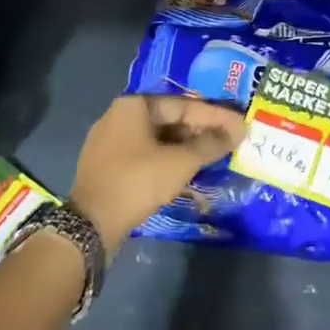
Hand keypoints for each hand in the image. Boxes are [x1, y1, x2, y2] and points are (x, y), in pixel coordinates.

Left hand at [69, 95, 246, 253]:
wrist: (90, 225)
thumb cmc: (137, 182)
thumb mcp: (180, 163)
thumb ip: (210, 144)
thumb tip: (237, 132)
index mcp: (134, 105)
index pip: (184, 105)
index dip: (215, 116)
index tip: (240, 125)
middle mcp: (119, 116)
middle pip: (170, 119)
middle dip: (201, 131)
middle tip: (229, 141)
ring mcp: (110, 141)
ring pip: (158, 138)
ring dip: (186, 147)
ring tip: (213, 156)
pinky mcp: (108, 165)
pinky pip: (146, 154)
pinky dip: (168, 159)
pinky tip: (187, 170)